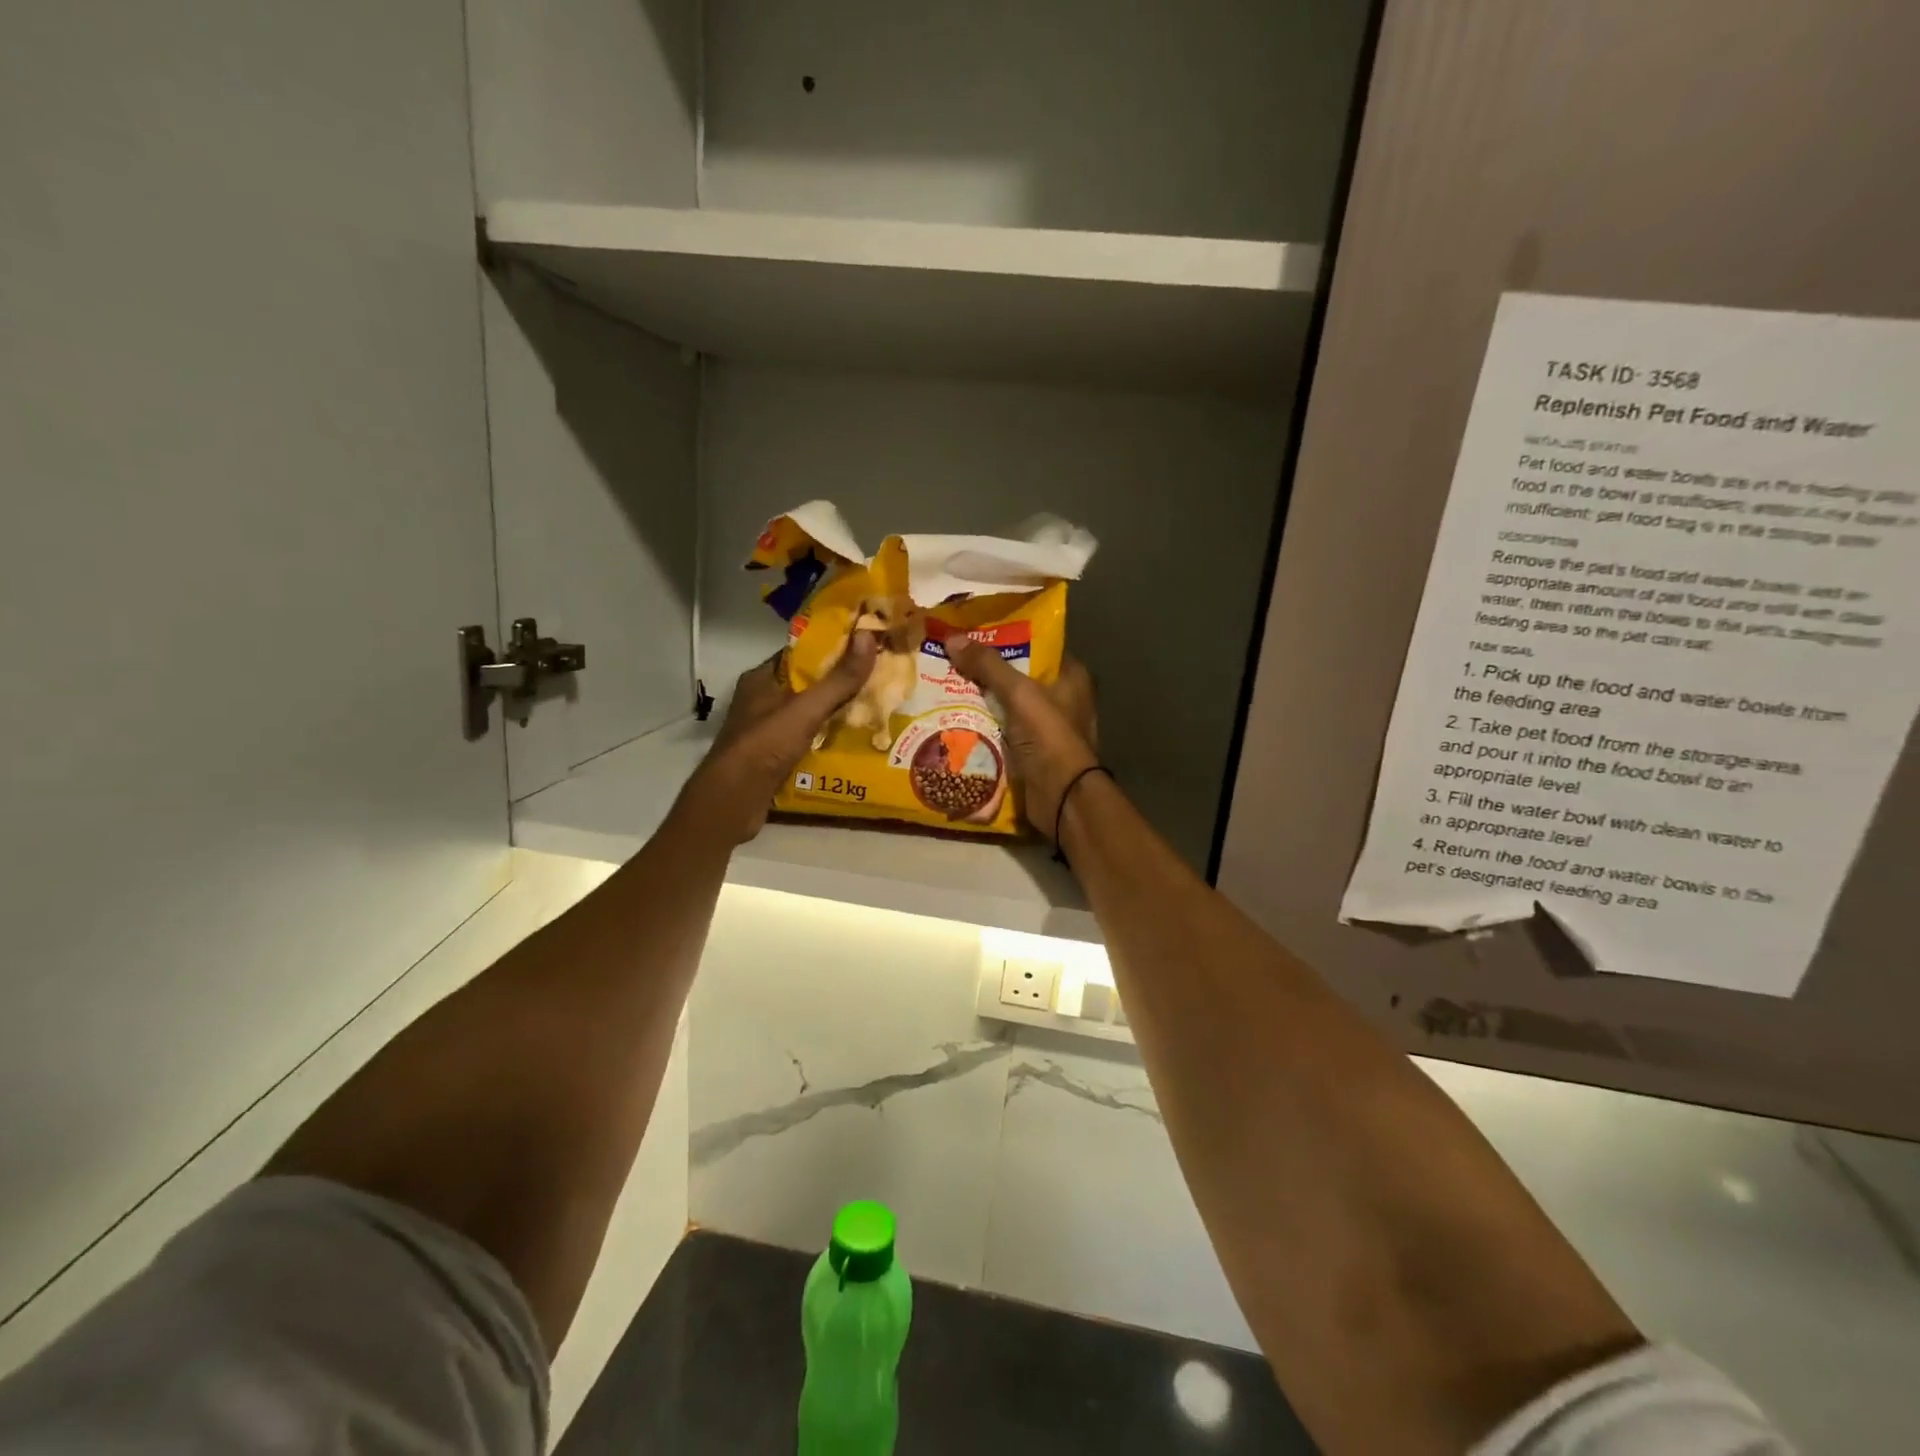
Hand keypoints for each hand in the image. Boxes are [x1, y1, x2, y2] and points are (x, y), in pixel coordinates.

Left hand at [683, 634, 878, 842]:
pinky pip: (805, 739)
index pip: (800, 653)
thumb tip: (868, 636)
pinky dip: (825, 738)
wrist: (733, 801)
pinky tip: (850, 741)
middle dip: (839, 682)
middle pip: (807, 684)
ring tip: (871, 708)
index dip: (832, 648)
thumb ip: (838, 679)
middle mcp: (760, 700)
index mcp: (761, 679)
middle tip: (876, 679)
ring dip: (834, 712)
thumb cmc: (764, 746)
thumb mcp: (806, 709)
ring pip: (807, 713)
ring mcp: (765, 730)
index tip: (864, 647)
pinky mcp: (771, 756)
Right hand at [947, 637, 1099, 841]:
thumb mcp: (1019, 693)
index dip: (1008, 638)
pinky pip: (1001, 732)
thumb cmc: (1049, 737)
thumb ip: (988, 665)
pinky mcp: (1031, 753)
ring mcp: (1046, 729)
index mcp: (1071, 678)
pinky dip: (982, 727)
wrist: (1061, 797)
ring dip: (980, 701)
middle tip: (950, 659)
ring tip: (943, 686)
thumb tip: (951, 638)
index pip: (1037, 647)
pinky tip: (954, 719)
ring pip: (1007, 706)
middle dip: (986, 672)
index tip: (974, 633)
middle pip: (1018, 677)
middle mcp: (1062, 699)